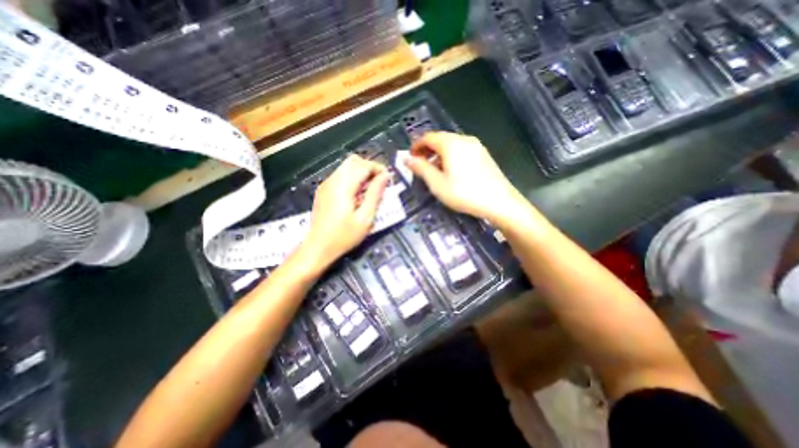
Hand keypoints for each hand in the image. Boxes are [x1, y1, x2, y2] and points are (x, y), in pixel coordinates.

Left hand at [299, 153, 389, 268]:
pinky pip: (340, 175)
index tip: (388, 179)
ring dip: (361, 172)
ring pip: (346, 166)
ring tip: (371, 189)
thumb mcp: (365, 218)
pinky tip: (357, 194)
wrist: (318, 247)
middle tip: (380, 183)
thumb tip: (385, 176)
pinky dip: (352, 178)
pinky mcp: (323, 191)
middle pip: (353, 161)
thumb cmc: (344, 236)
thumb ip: (375, 194)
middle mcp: (333, 180)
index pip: (363, 166)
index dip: (378, 169)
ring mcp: (326, 185)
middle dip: (370, 167)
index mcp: (343, 186)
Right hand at [406, 132, 528, 224]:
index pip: (428, 137)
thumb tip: (407, 159)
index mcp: (451, 144)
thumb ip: (421, 169)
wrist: (499, 202)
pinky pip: (462, 150)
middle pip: (440, 139)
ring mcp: (476, 146)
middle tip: (420, 165)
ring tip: (434, 170)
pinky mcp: (484, 155)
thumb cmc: (464, 193)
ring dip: (439, 154)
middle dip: (427, 150)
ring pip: (451, 145)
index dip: (416, 146)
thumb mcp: (437, 184)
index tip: (410, 158)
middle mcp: (464, 139)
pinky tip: (451, 172)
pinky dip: (451, 157)